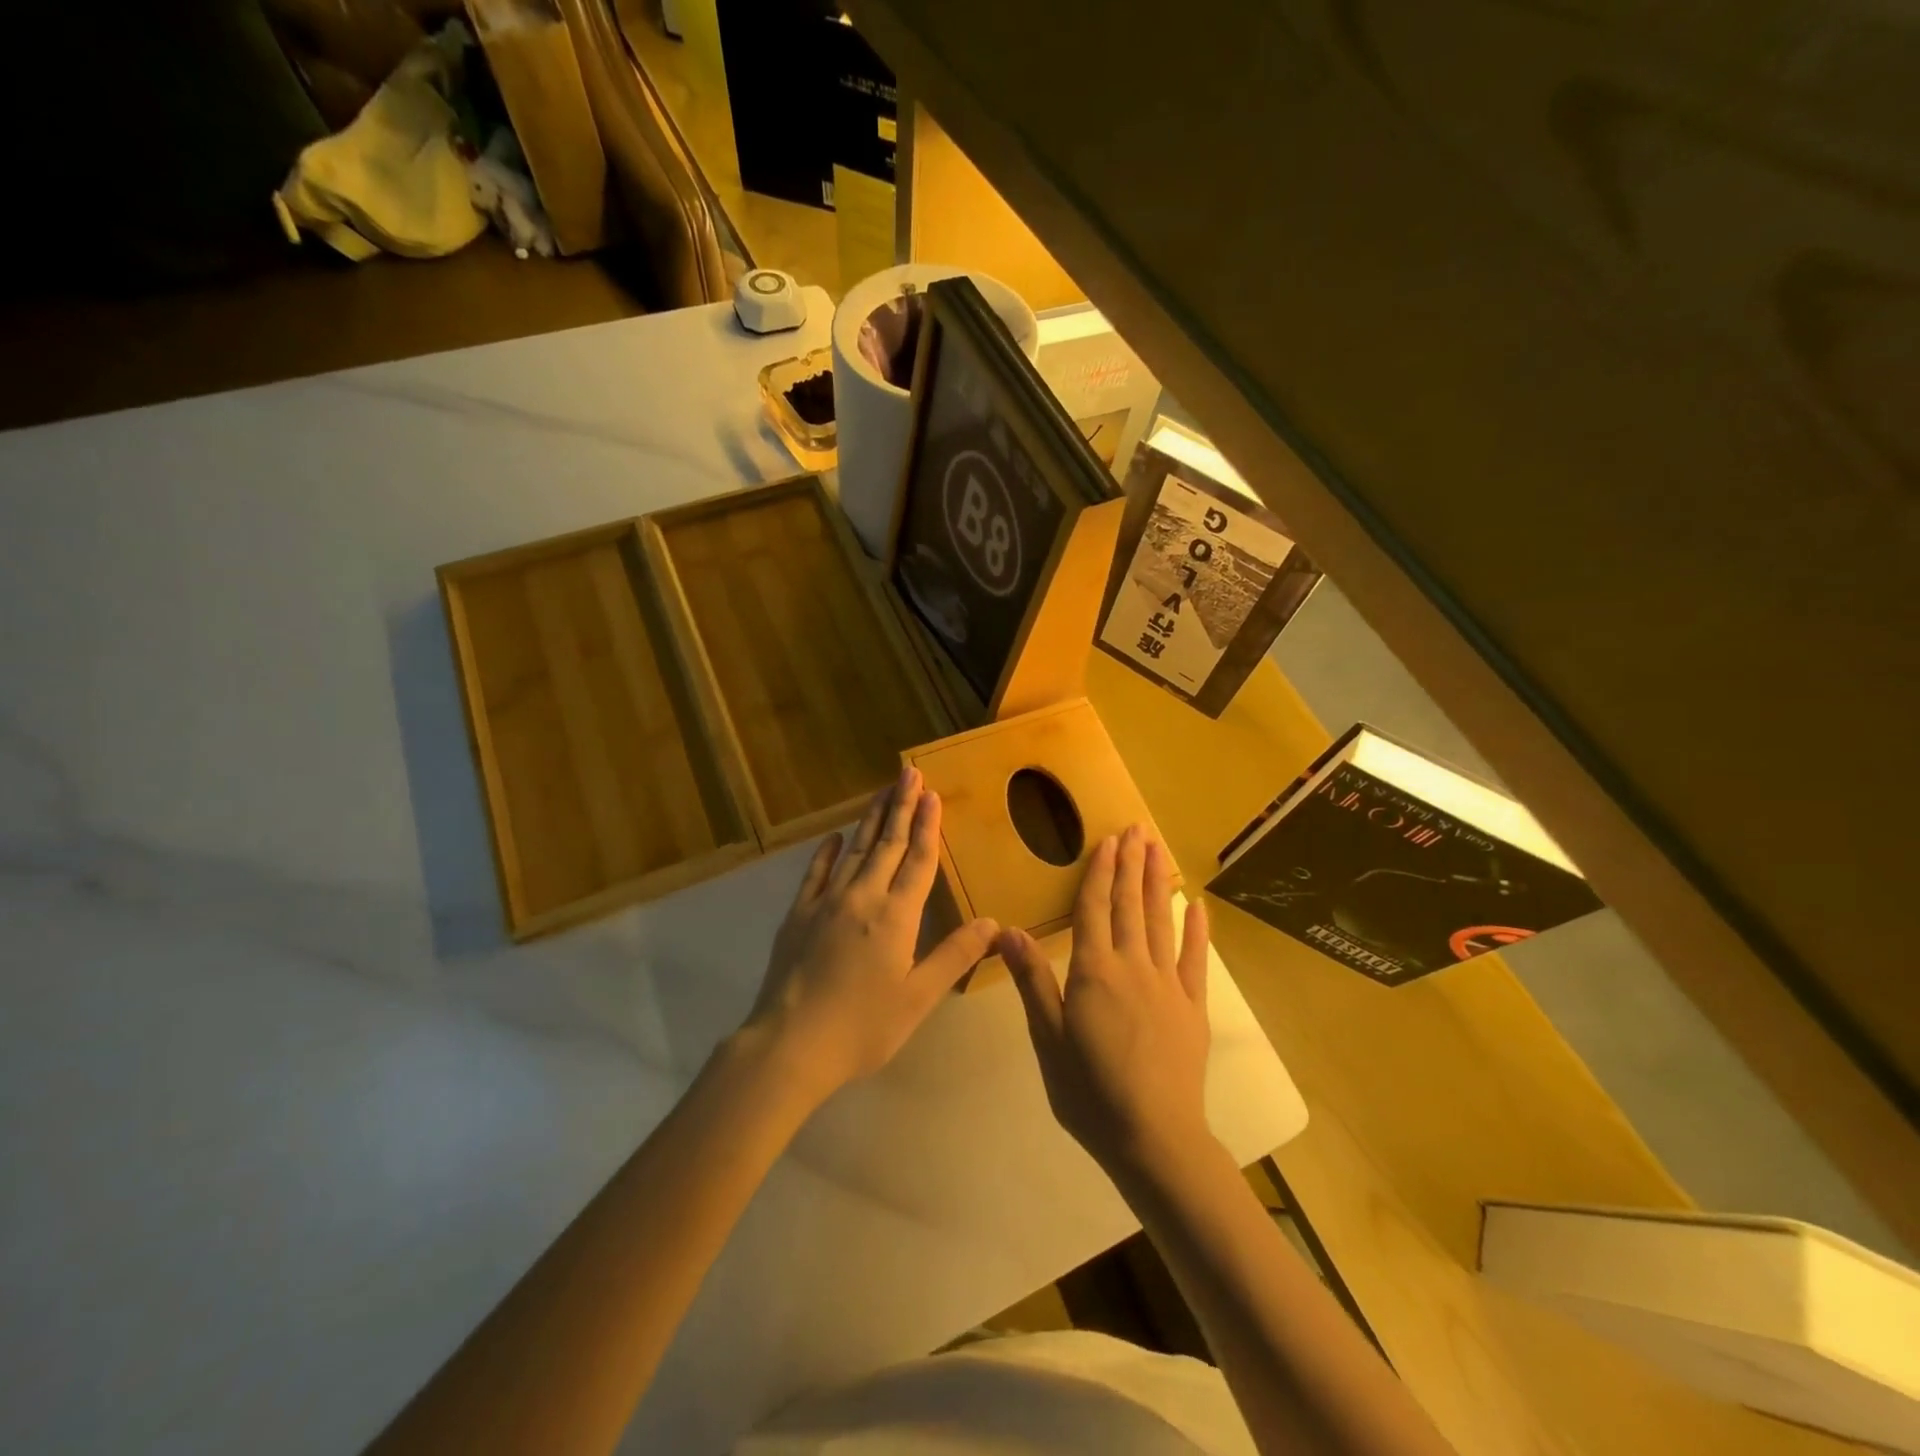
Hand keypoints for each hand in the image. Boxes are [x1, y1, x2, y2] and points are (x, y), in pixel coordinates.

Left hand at [743, 764, 997, 1102]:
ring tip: (883, 791)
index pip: (918, 859)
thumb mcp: (918, 997)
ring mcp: (826, 902)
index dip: (927, 825)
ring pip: (855, 849)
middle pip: (887, 843)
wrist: (790, 1043)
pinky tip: (834, 836)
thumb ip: (955, 955)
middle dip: (901, 805)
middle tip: (908, 772)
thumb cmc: (862, 1026)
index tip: (932, 793)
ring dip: (871, 819)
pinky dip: (827, 852)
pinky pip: (815, 873)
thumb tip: (993, 922)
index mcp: (896, 916)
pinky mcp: (798, 914)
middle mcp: (863, 897)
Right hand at [999, 824, 1213, 1180]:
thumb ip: (1032, 981)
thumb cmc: (1089, 1091)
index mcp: (1094, 972)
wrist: (1154, 1138)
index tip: (1108, 840)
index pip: (1094, 909)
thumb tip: (1007, 931)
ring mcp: (1168, 984)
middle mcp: (1133, 966)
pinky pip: (1195, 959)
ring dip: (1158, 883)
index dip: (1100, 872)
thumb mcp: (1049, 1038)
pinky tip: (1197, 905)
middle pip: (1130, 905)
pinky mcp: (1193, 1006)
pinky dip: (1197, 930)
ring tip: (1158, 849)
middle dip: (1131, 864)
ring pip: (1161, 921)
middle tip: (1137, 829)